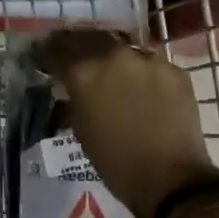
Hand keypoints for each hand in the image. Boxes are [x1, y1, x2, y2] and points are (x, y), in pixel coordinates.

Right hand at [34, 30, 218, 217]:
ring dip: (111, 54)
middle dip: (77, 46)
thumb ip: (74, 97)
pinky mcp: (174, 70)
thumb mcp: (80, 127)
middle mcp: (113, 56)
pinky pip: (150, 62)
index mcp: (84, 72)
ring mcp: (147, 60)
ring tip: (108, 67)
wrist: (170, 178)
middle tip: (72, 55)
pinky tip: (140, 85)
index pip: (57, 50)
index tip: (44, 59)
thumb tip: (71, 86)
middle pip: (89, 38)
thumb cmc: (115, 161)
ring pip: (122, 46)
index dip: (47, 55)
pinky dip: (140, 70)